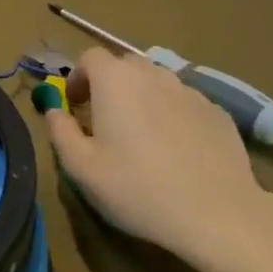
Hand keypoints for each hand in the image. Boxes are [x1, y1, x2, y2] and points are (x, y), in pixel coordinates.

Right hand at [45, 49, 272, 271]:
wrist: (218, 214)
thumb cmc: (138, 189)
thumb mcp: (82, 168)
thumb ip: (60, 131)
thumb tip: (54, 110)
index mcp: (115, 80)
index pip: (89, 57)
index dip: (77, 78)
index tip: (75, 107)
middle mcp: (153, 74)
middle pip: (124, 65)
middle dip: (109, 85)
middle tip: (104, 121)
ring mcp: (190, 91)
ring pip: (157, 83)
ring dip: (142, 99)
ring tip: (142, 139)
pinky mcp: (218, 112)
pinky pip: (184, 104)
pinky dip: (172, 116)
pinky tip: (176, 152)